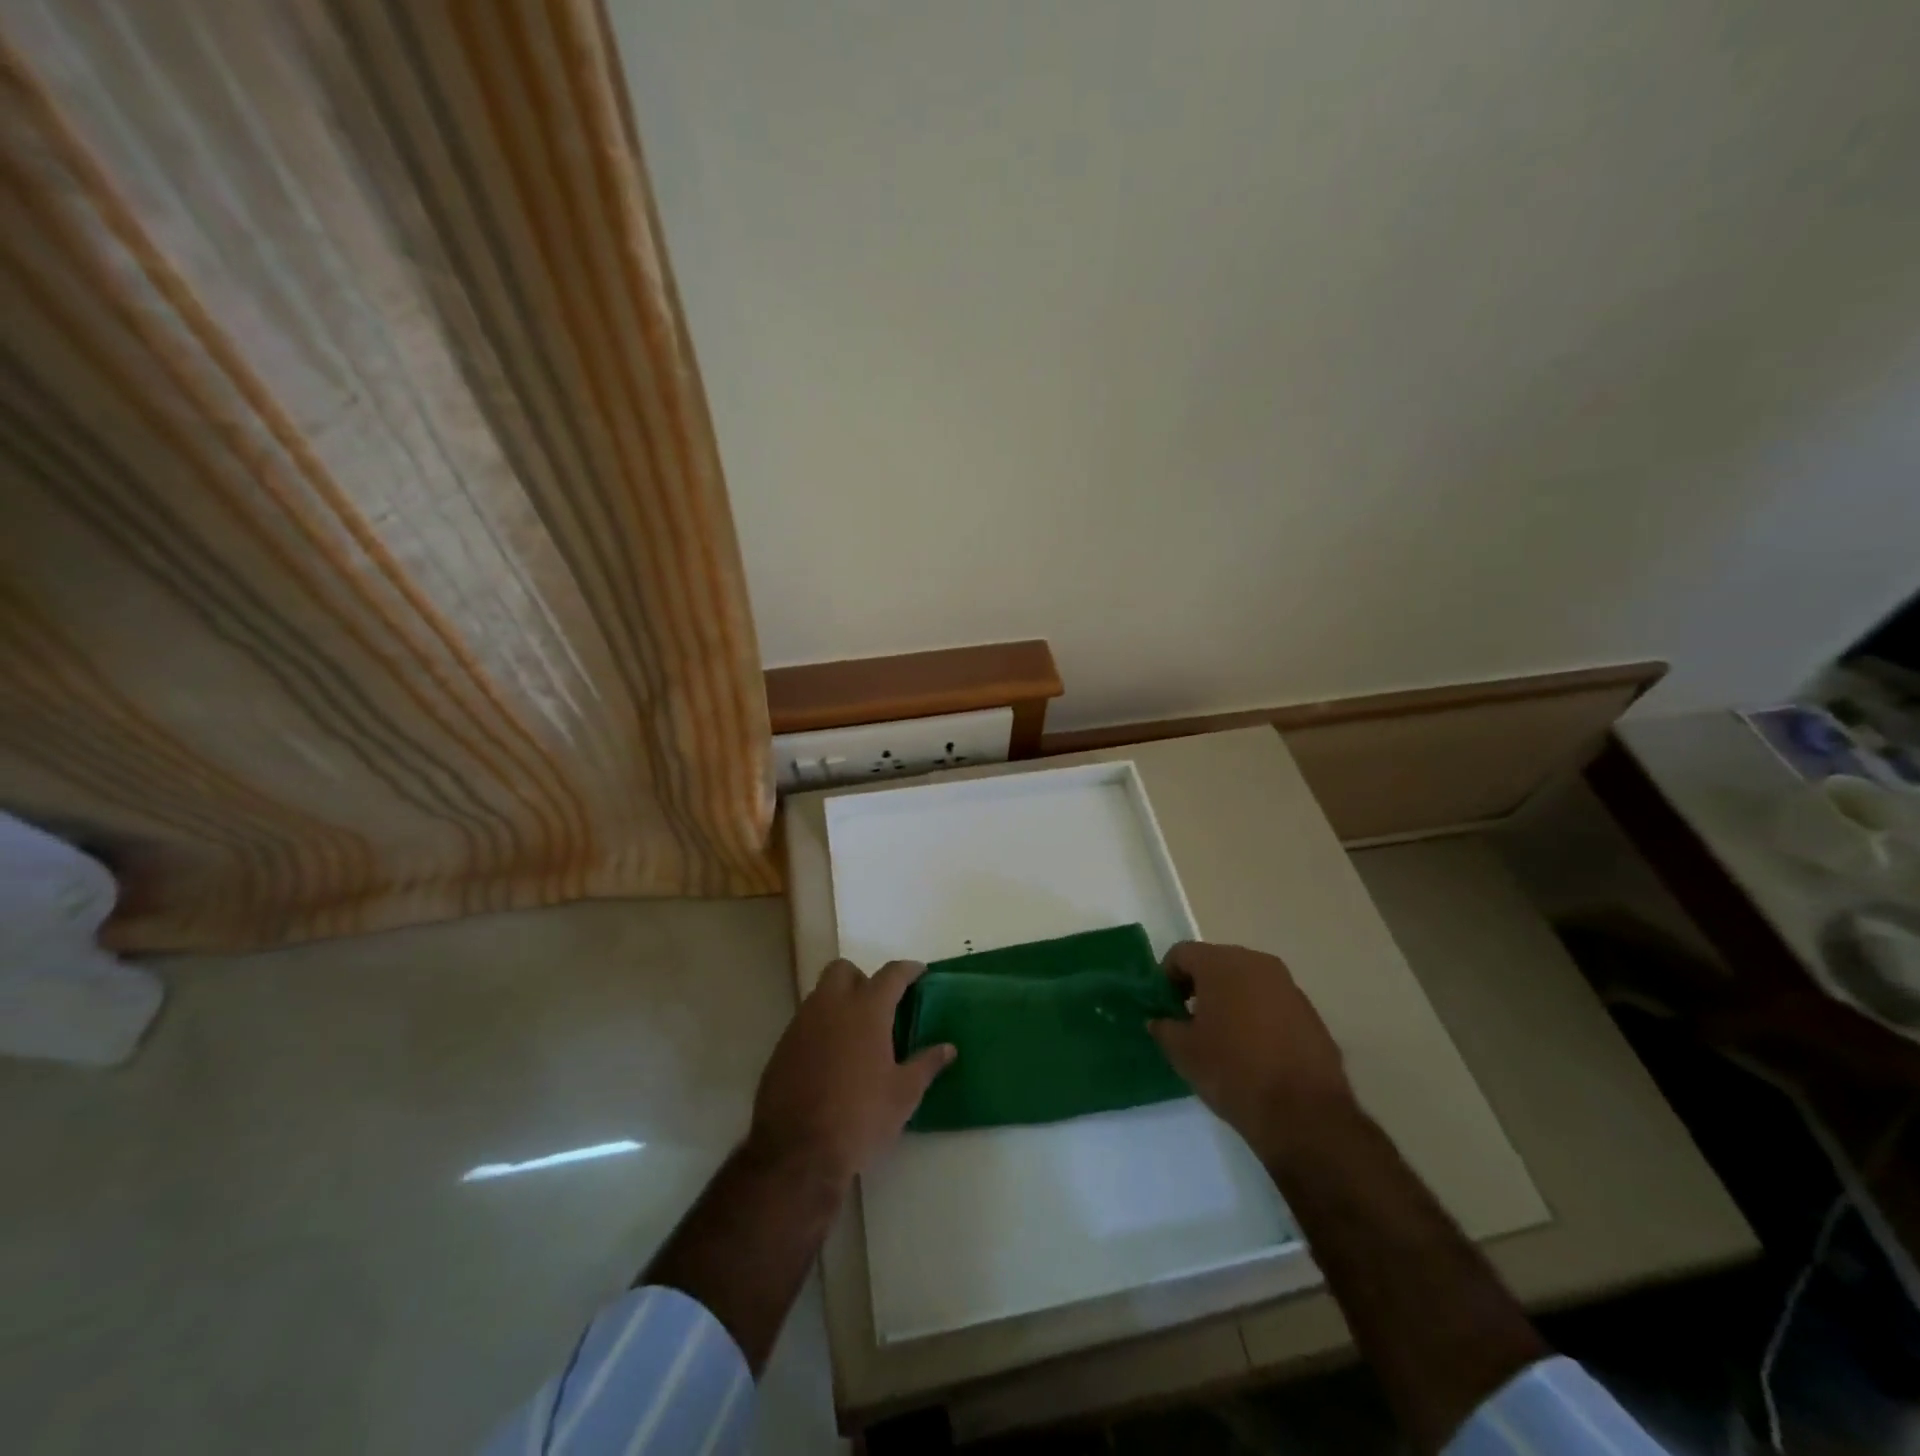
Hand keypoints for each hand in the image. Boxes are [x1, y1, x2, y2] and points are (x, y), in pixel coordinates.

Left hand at [747, 959, 955, 1187]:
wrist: (798, 1153)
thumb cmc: (861, 1118)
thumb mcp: (904, 1095)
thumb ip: (927, 1064)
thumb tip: (948, 1048)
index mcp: (867, 1010)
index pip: (891, 974)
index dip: (908, 969)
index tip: (919, 972)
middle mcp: (831, 1006)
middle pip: (843, 970)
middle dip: (862, 977)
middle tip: (879, 1003)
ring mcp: (801, 1025)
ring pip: (820, 994)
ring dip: (839, 1002)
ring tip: (855, 1033)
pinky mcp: (781, 1047)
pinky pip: (804, 1022)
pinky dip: (820, 1028)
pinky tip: (830, 1058)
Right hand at [1149, 941, 1356, 1161]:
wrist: (1304, 1114)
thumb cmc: (1233, 1072)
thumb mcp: (1183, 1053)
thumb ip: (1164, 1027)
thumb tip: (1160, 1020)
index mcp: (1221, 964)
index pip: (1181, 954)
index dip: (1166, 978)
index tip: (1165, 1007)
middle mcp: (1256, 963)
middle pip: (1215, 962)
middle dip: (1199, 986)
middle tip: (1189, 1020)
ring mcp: (1288, 986)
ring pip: (1246, 981)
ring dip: (1229, 999)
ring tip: (1223, 1036)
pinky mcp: (1310, 1012)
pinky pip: (1271, 1002)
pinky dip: (1257, 1015)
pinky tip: (1254, 1049)